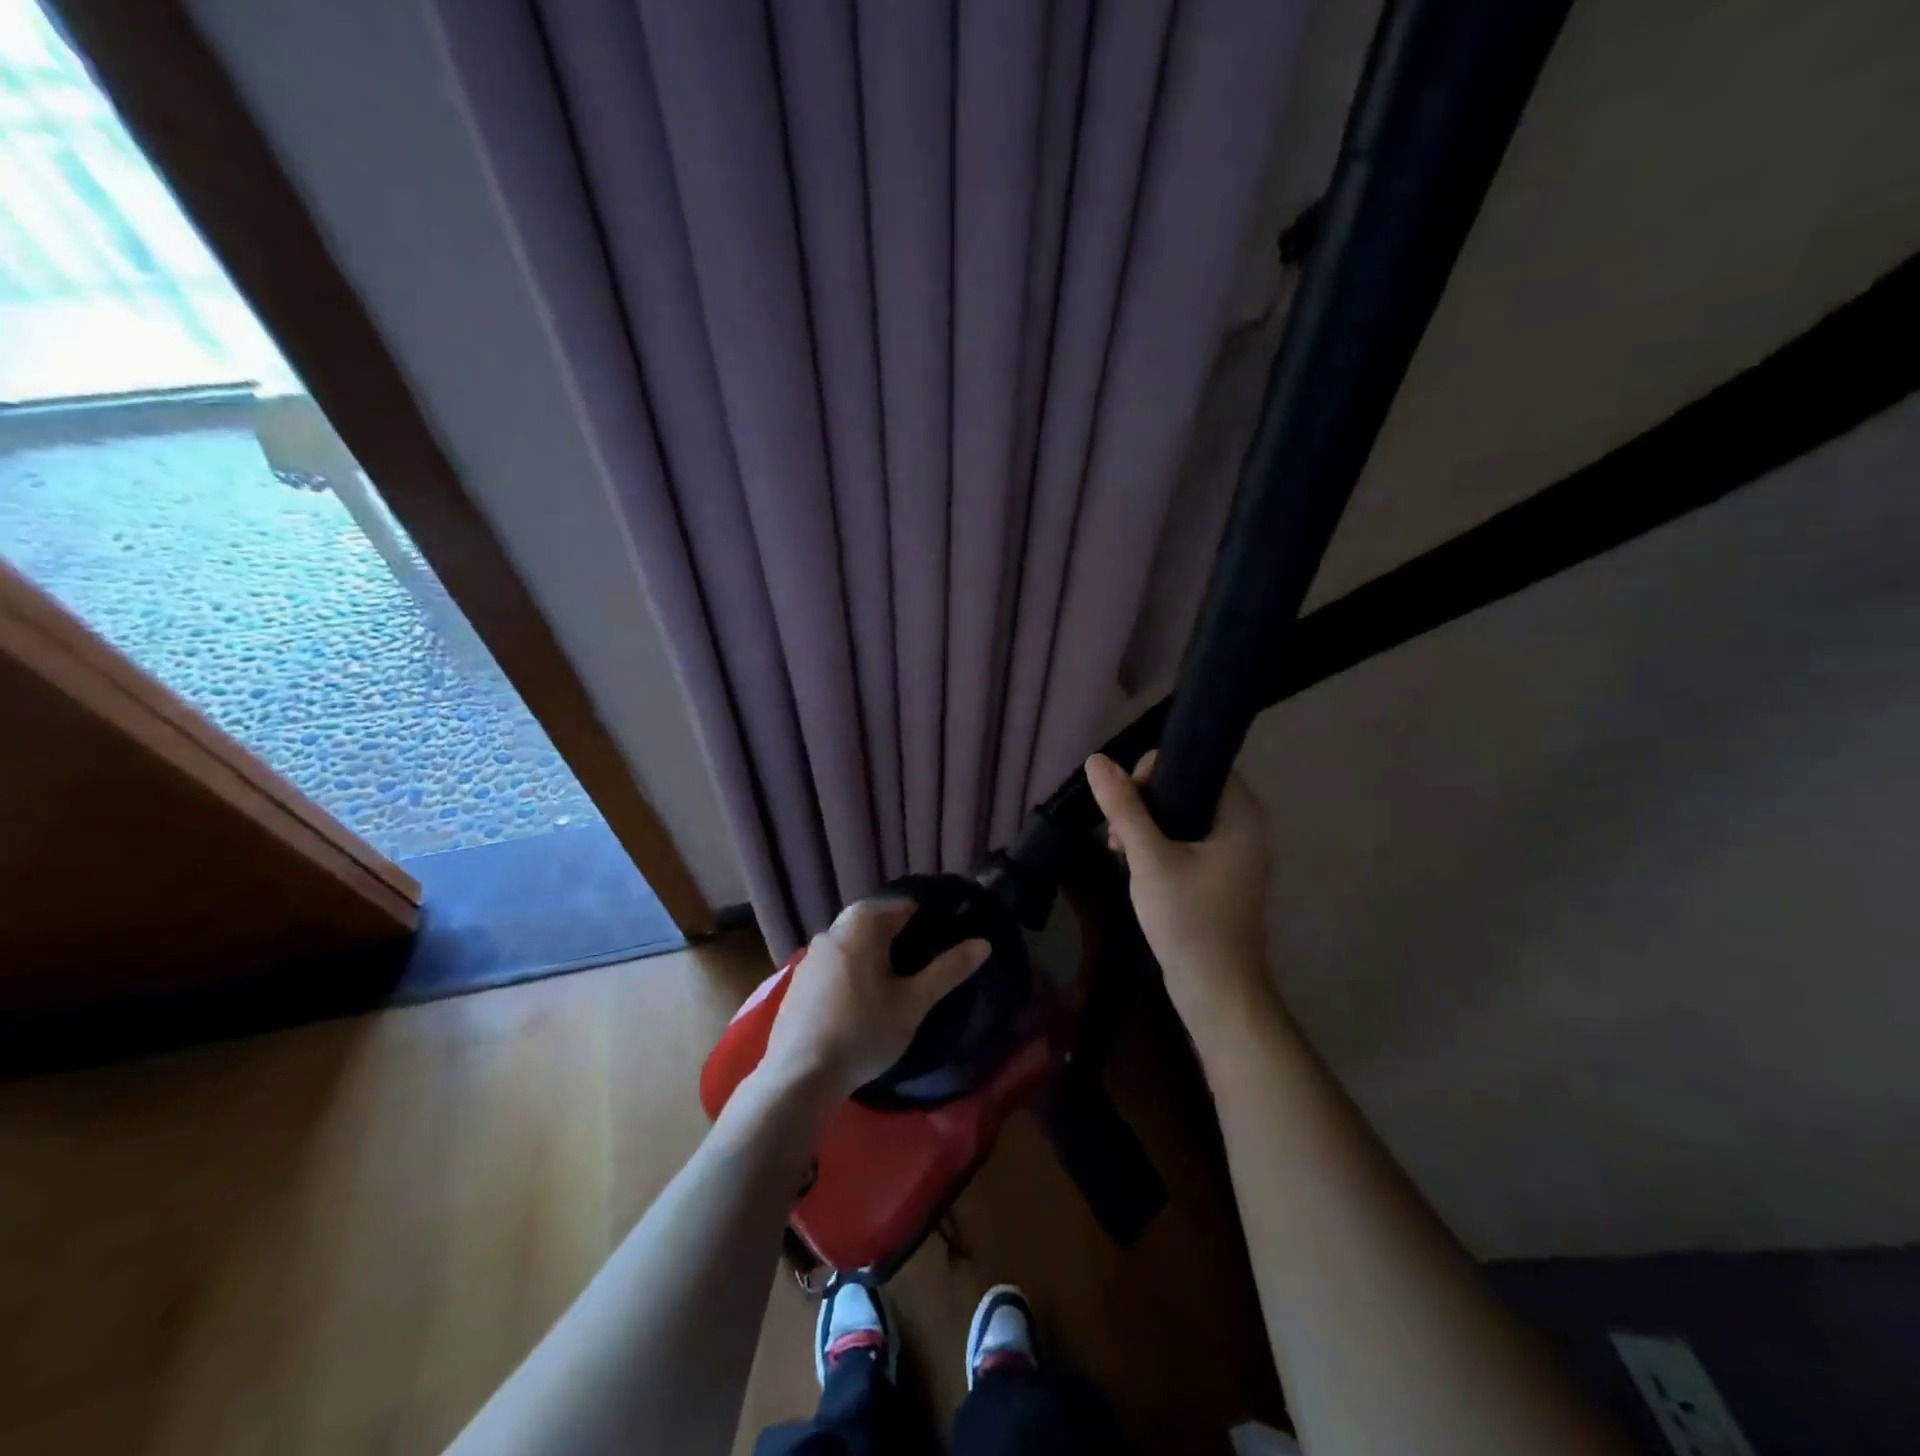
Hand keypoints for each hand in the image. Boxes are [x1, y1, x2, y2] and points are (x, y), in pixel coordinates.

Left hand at [760, 898, 989, 1099]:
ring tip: (896, 980)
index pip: (904, 906)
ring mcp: (812, 954)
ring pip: (853, 940)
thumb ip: (948, 970)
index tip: (945, 940)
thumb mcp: (914, 1002)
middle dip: (900, 934)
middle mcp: (833, 929)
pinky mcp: (800, 980)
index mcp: (862, 924)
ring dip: (874, 951)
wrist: (799, 1076)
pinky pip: (835, 962)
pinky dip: (852, 968)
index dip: (928, 919)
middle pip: (875, 920)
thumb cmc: (864, 1031)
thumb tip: (983, 943)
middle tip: (922, 961)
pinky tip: (862, 999)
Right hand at [1085, 750, 1277, 1044]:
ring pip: (1184, 815)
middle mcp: (1246, 826)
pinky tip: (1133, 863)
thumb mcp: (1149, 858)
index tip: (1127, 799)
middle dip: (1145, 800)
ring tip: (1118, 849)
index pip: (1200, 762)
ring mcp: (1236, 853)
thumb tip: (1096, 760)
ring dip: (1147, 824)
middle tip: (1117, 831)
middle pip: (1189, 787)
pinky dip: (1160, 844)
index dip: (1158, 769)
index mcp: (1241, 813)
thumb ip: (1124, 807)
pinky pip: (1188, 841)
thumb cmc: (1188, 919)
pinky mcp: (1223, 876)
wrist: (1217, 991)